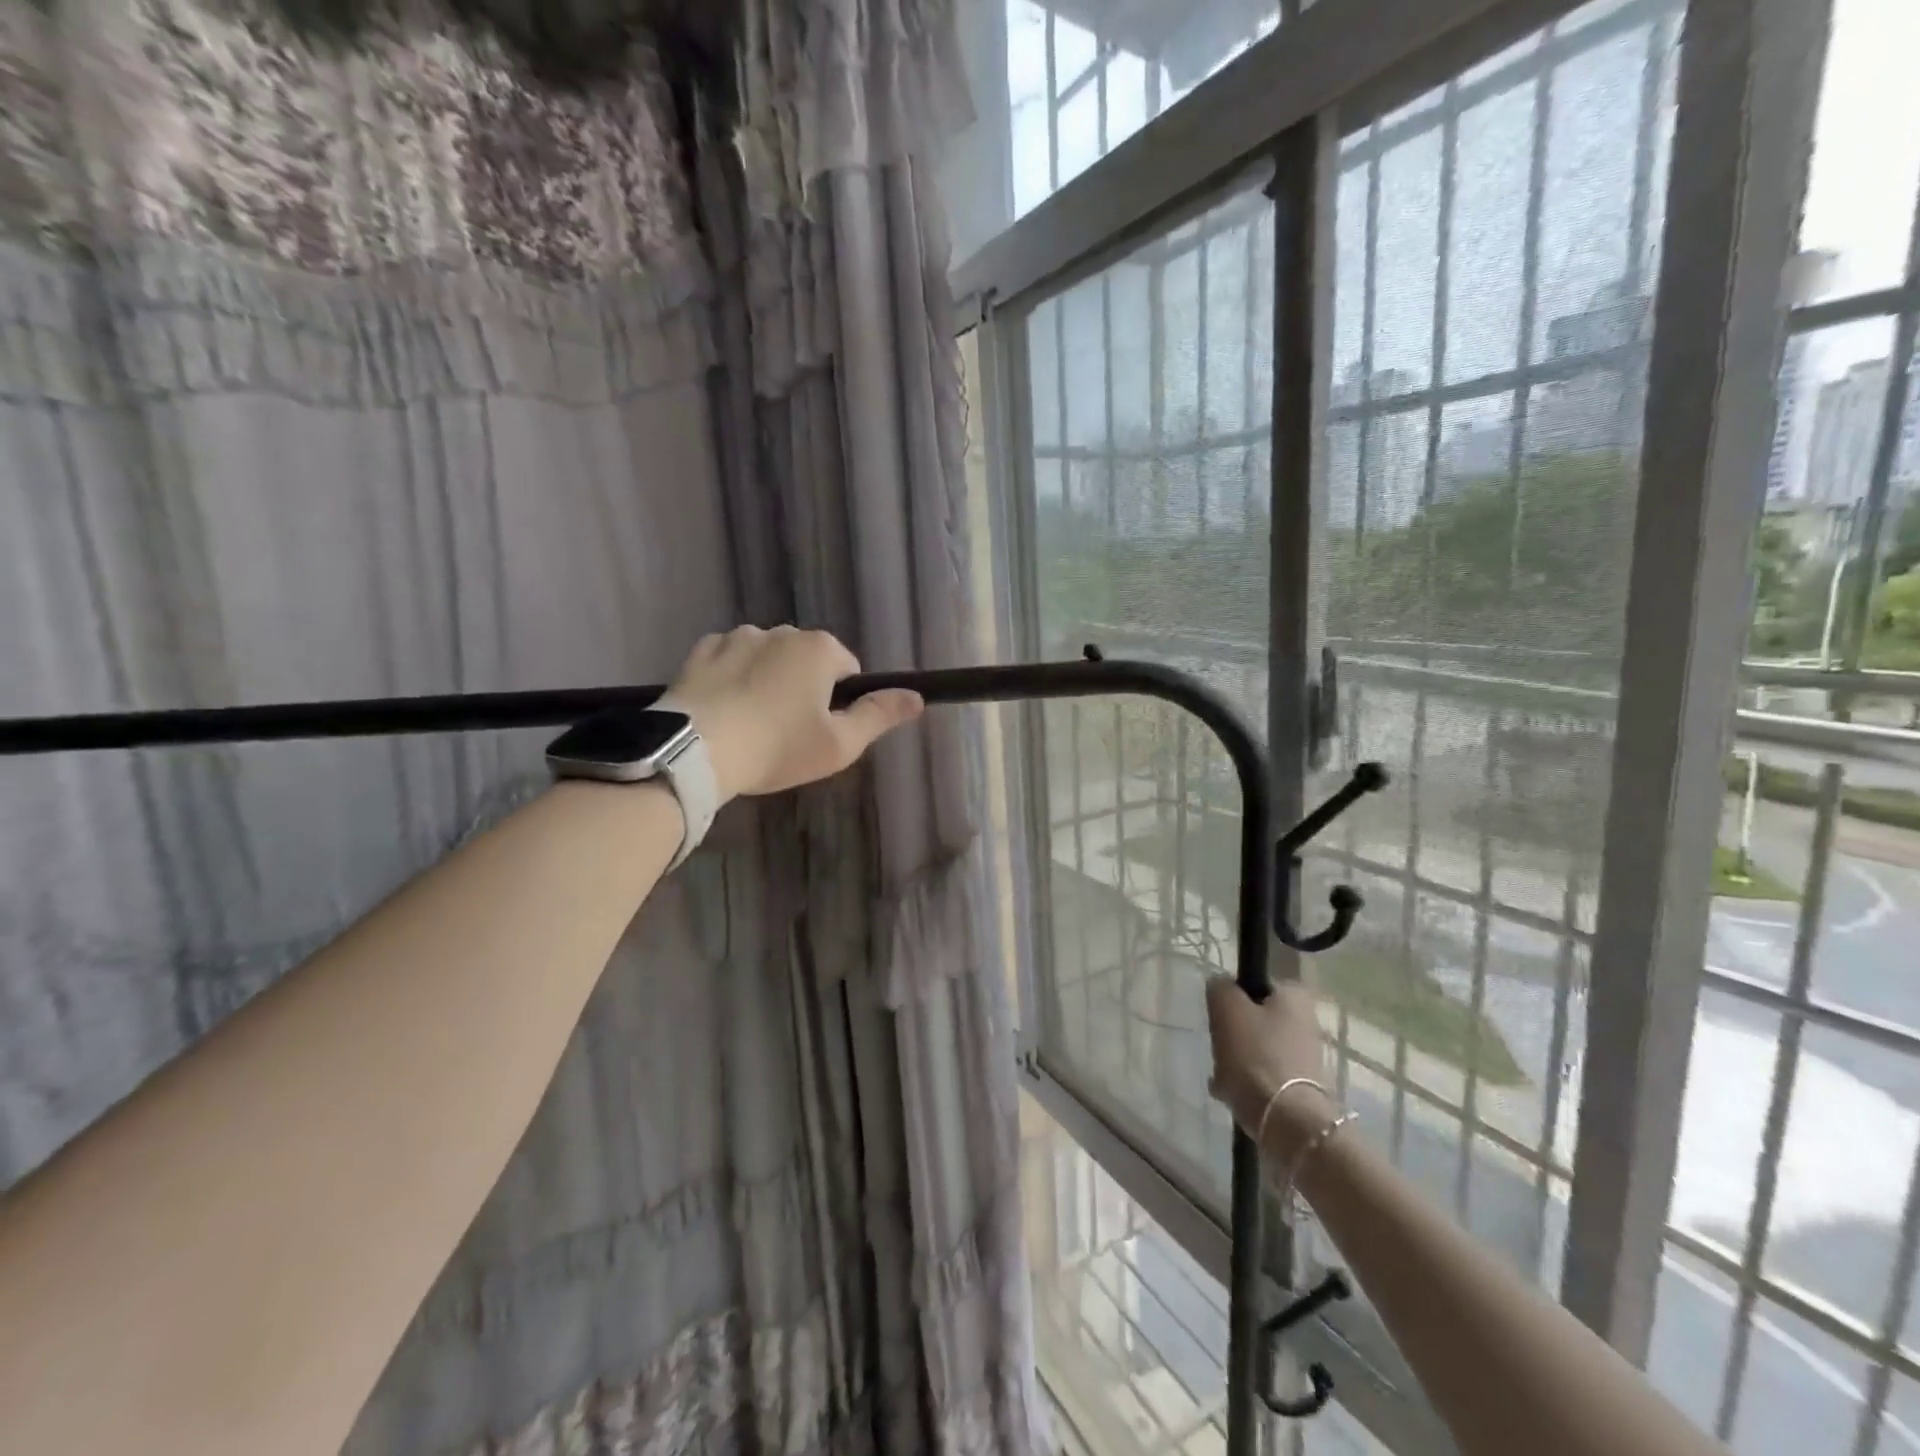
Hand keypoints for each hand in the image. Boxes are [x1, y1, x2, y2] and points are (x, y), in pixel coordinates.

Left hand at [665, 626, 923, 801]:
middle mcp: (780, 631)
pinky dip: (732, 677)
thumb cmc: (778, 747)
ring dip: (767, 679)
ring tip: (751, 723)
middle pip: (807, 660)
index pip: (848, 670)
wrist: (695, 749)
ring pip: (767, 657)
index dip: (840, 702)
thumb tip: (917, 697)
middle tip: (787, 732)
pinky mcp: (701, 651)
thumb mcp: (840, 744)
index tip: (821, 731)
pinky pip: (729, 659)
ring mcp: (737, 637)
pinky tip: (724, 708)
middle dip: (804, 687)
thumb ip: (880, 715)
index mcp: (820, 649)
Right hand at [1206, 979, 1334, 1154]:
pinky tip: (1228, 1093)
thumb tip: (1221, 986)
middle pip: (1254, 1018)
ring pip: (1255, 1048)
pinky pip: (1261, 1076)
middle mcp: (1305, 1023)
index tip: (1220, 1013)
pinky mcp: (1298, 1088)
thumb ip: (1220, 988)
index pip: (1256, 983)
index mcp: (1294, 997)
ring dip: (1234, 1060)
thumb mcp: (1227, 1009)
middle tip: (1218, 1046)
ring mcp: (1304, 1058)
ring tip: (1219, 1075)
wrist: (1288, 1123)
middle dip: (1232, 1033)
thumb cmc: (1257, 1056)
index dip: (1234, 996)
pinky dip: (1243, 1083)